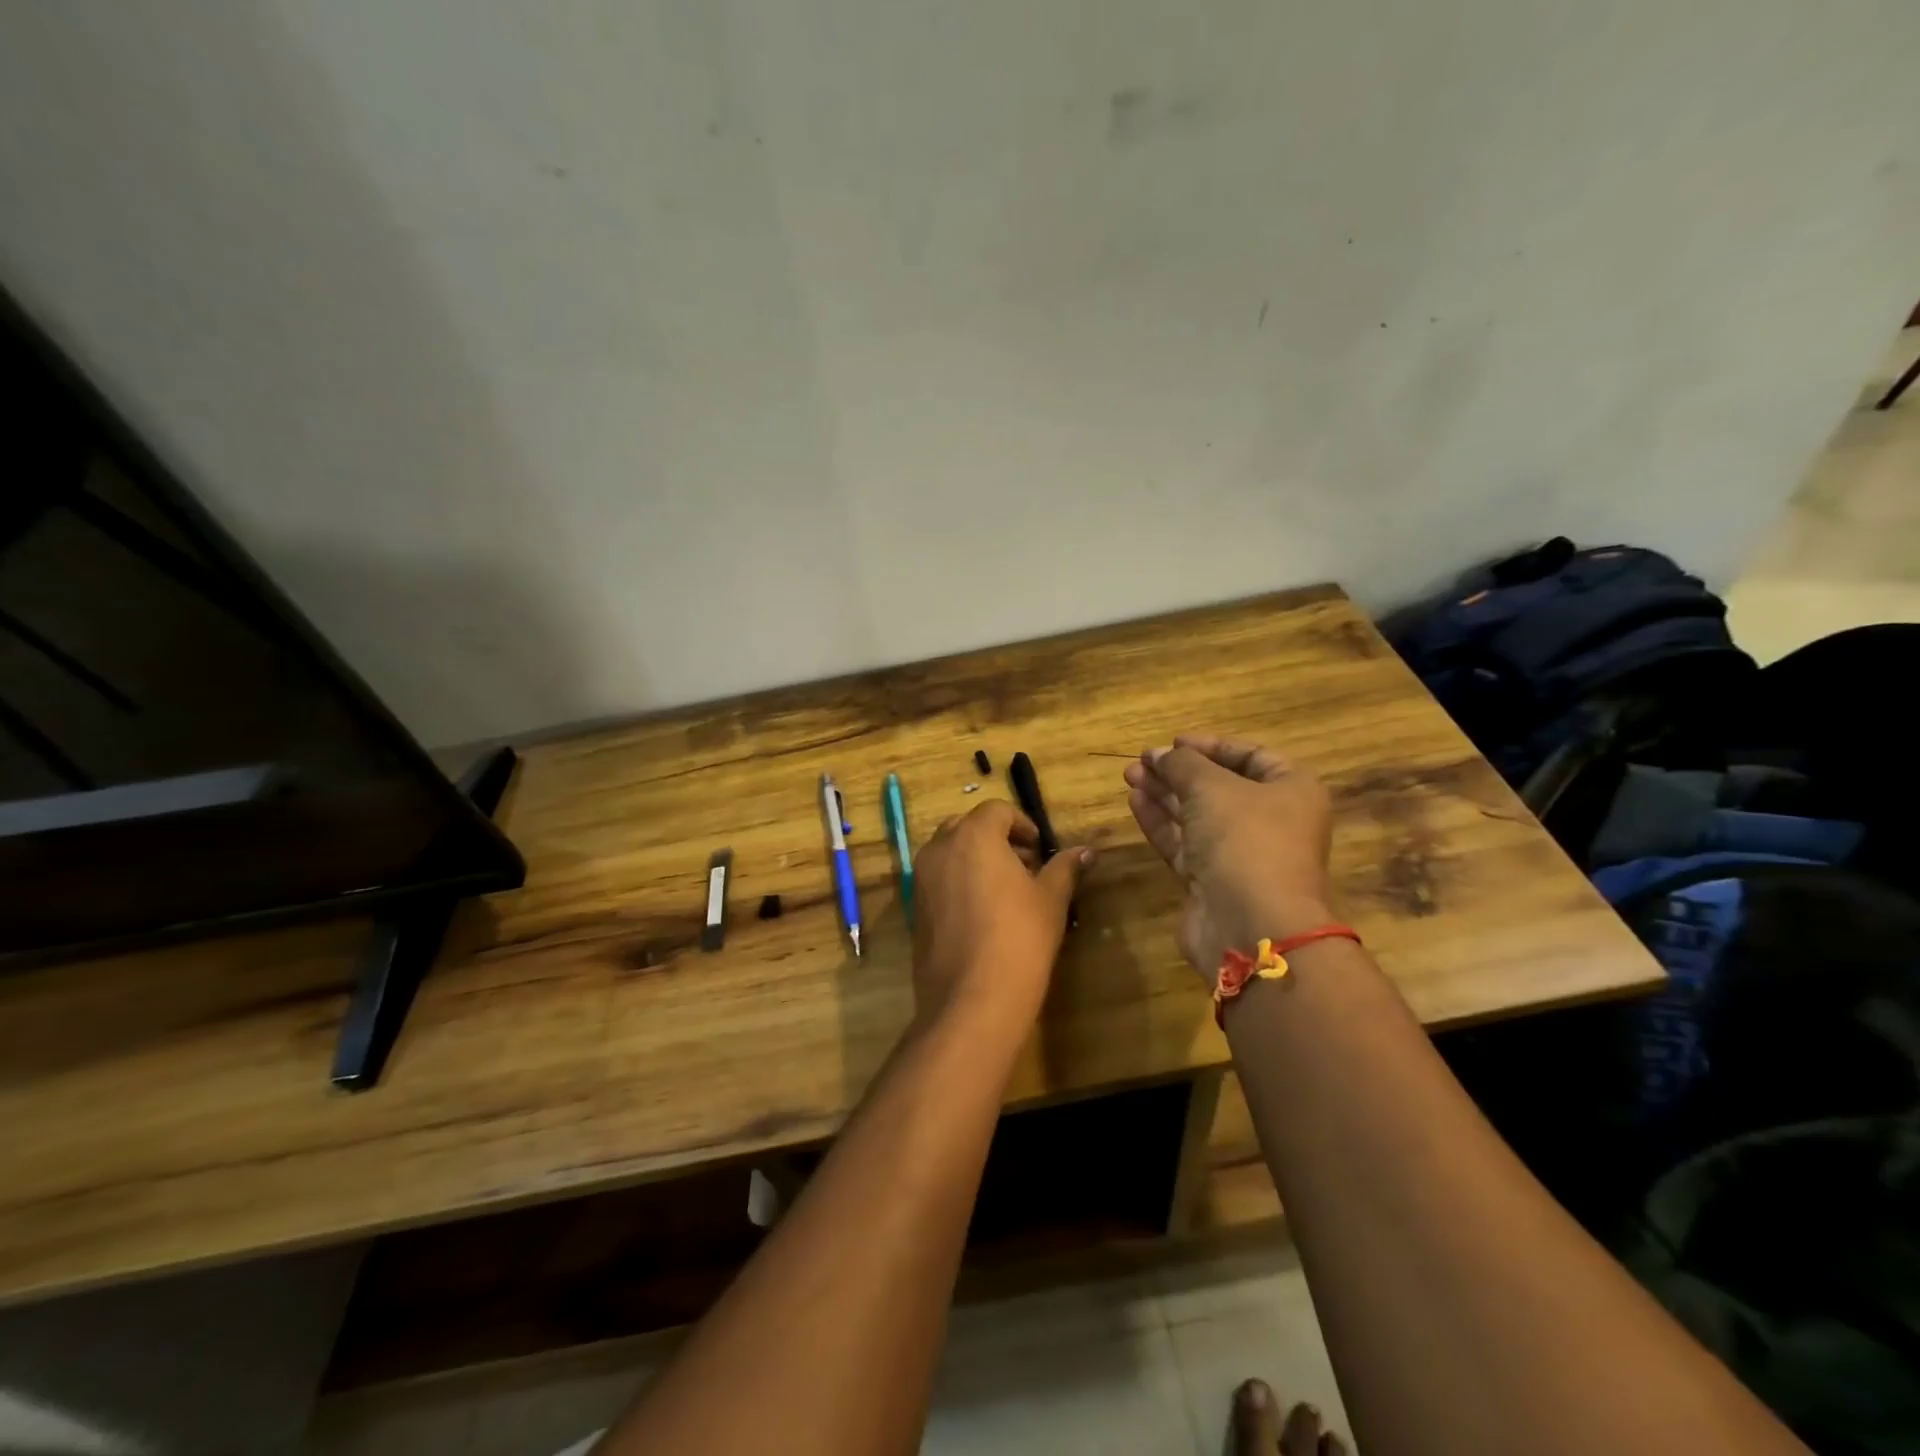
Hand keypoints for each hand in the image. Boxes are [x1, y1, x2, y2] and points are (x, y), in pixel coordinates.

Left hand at [910, 800, 1091, 1036]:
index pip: (997, 810)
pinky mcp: (914, 908)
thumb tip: (1085, 851)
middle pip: (968, 826)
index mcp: (973, 836)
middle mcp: (940, 848)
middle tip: (1024, 866)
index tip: (1039, 850)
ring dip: (976, 858)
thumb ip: (1064, 868)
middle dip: (996, 838)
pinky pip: (938, 880)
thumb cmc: (1020, 938)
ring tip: (1005, 891)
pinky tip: (983, 914)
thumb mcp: (1050, 900)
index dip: (1022, 824)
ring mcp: (920, 879)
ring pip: (949, 852)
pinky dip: (958, 882)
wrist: (972, 999)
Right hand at [1124, 735, 1334, 979]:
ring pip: (1197, 815)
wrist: (1252, 926)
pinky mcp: (1213, 881)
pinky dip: (1161, 822)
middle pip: (1220, 786)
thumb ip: (1182, 764)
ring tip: (1130, 776)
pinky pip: (1184, 843)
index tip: (1174, 742)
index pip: (1251, 756)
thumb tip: (1160, 754)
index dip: (1211, 746)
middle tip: (1141, 761)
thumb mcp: (1212, 787)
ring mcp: (1241, 855)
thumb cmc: (1245, 840)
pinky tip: (1135, 802)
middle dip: (1179, 771)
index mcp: (1291, 791)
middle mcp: (1271, 821)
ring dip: (1164, 794)